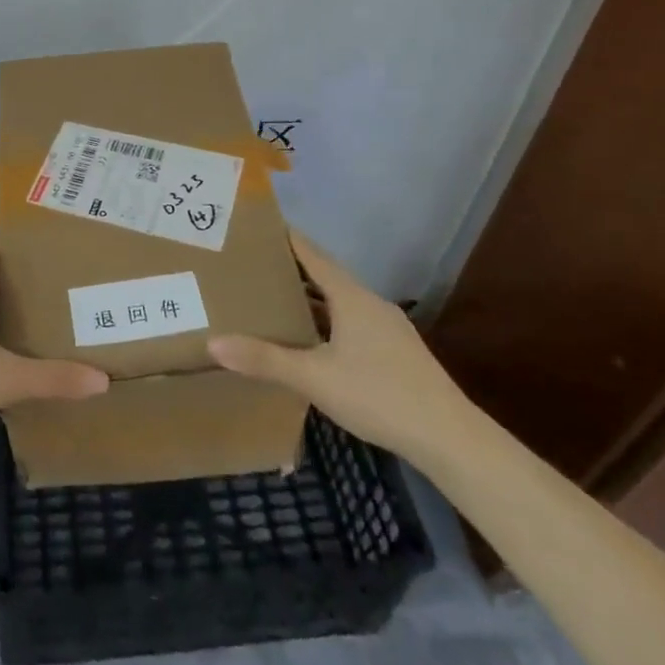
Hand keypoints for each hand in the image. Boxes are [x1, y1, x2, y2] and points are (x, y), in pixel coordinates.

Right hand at [207, 229, 475, 464]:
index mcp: (351, 297)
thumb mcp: (314, 378)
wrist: (450, 439)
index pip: (312, 254)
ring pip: (340, 303)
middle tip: (252, 267)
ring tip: (273, 302)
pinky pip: (352, 324)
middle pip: (325, 277)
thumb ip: (265, 360)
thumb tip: (213, 344)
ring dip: (309, 301)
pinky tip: (312, 343)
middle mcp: (370, 304)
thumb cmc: (379, 395)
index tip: (257, 225)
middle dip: (290, 271)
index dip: (286, 238)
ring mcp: (387, 329)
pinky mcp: (396, 353)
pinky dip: (327, 323)